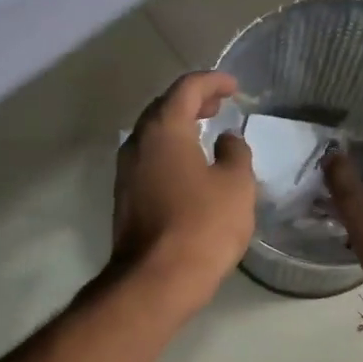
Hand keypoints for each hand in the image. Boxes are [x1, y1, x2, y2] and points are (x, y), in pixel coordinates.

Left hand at [113, 71, 255, 313]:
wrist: (156, 280)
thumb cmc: (202, 226)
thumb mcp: (236, 185)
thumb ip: (235, 153)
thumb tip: (226, 141)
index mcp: (163, 130)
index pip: (186, 88)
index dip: (213, 81)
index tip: (234, 87)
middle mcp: (137, 143)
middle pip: (163, 108)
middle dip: (192, 101)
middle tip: (219, 104)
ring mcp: (126, 172)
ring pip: (153, 135)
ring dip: (179, 127)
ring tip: (206, 130)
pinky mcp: (125, 198)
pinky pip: (149, 160)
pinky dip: (171, 151)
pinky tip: (189, 166)